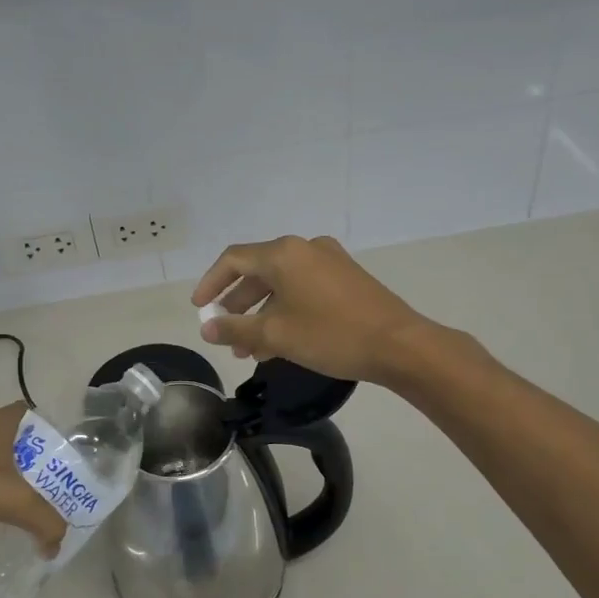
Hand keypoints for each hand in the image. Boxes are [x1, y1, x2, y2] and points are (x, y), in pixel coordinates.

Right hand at [190, 235, 431, 384]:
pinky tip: (279, 343)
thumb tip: (206, 328)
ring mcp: (329, 262)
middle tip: (224, 332)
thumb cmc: (331, 334)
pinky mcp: (346, 278)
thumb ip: (235, 328)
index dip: (211, 283)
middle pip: (258, 271)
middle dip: (237, 305)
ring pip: (282, 284)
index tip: (198, 308)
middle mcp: (305, 248)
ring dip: (261, 313)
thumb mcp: (276, 334)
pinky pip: (303, 289)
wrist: (400, 345)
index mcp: (284, 253)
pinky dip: (285, 310)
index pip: (233, 260)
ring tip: (249, 349)